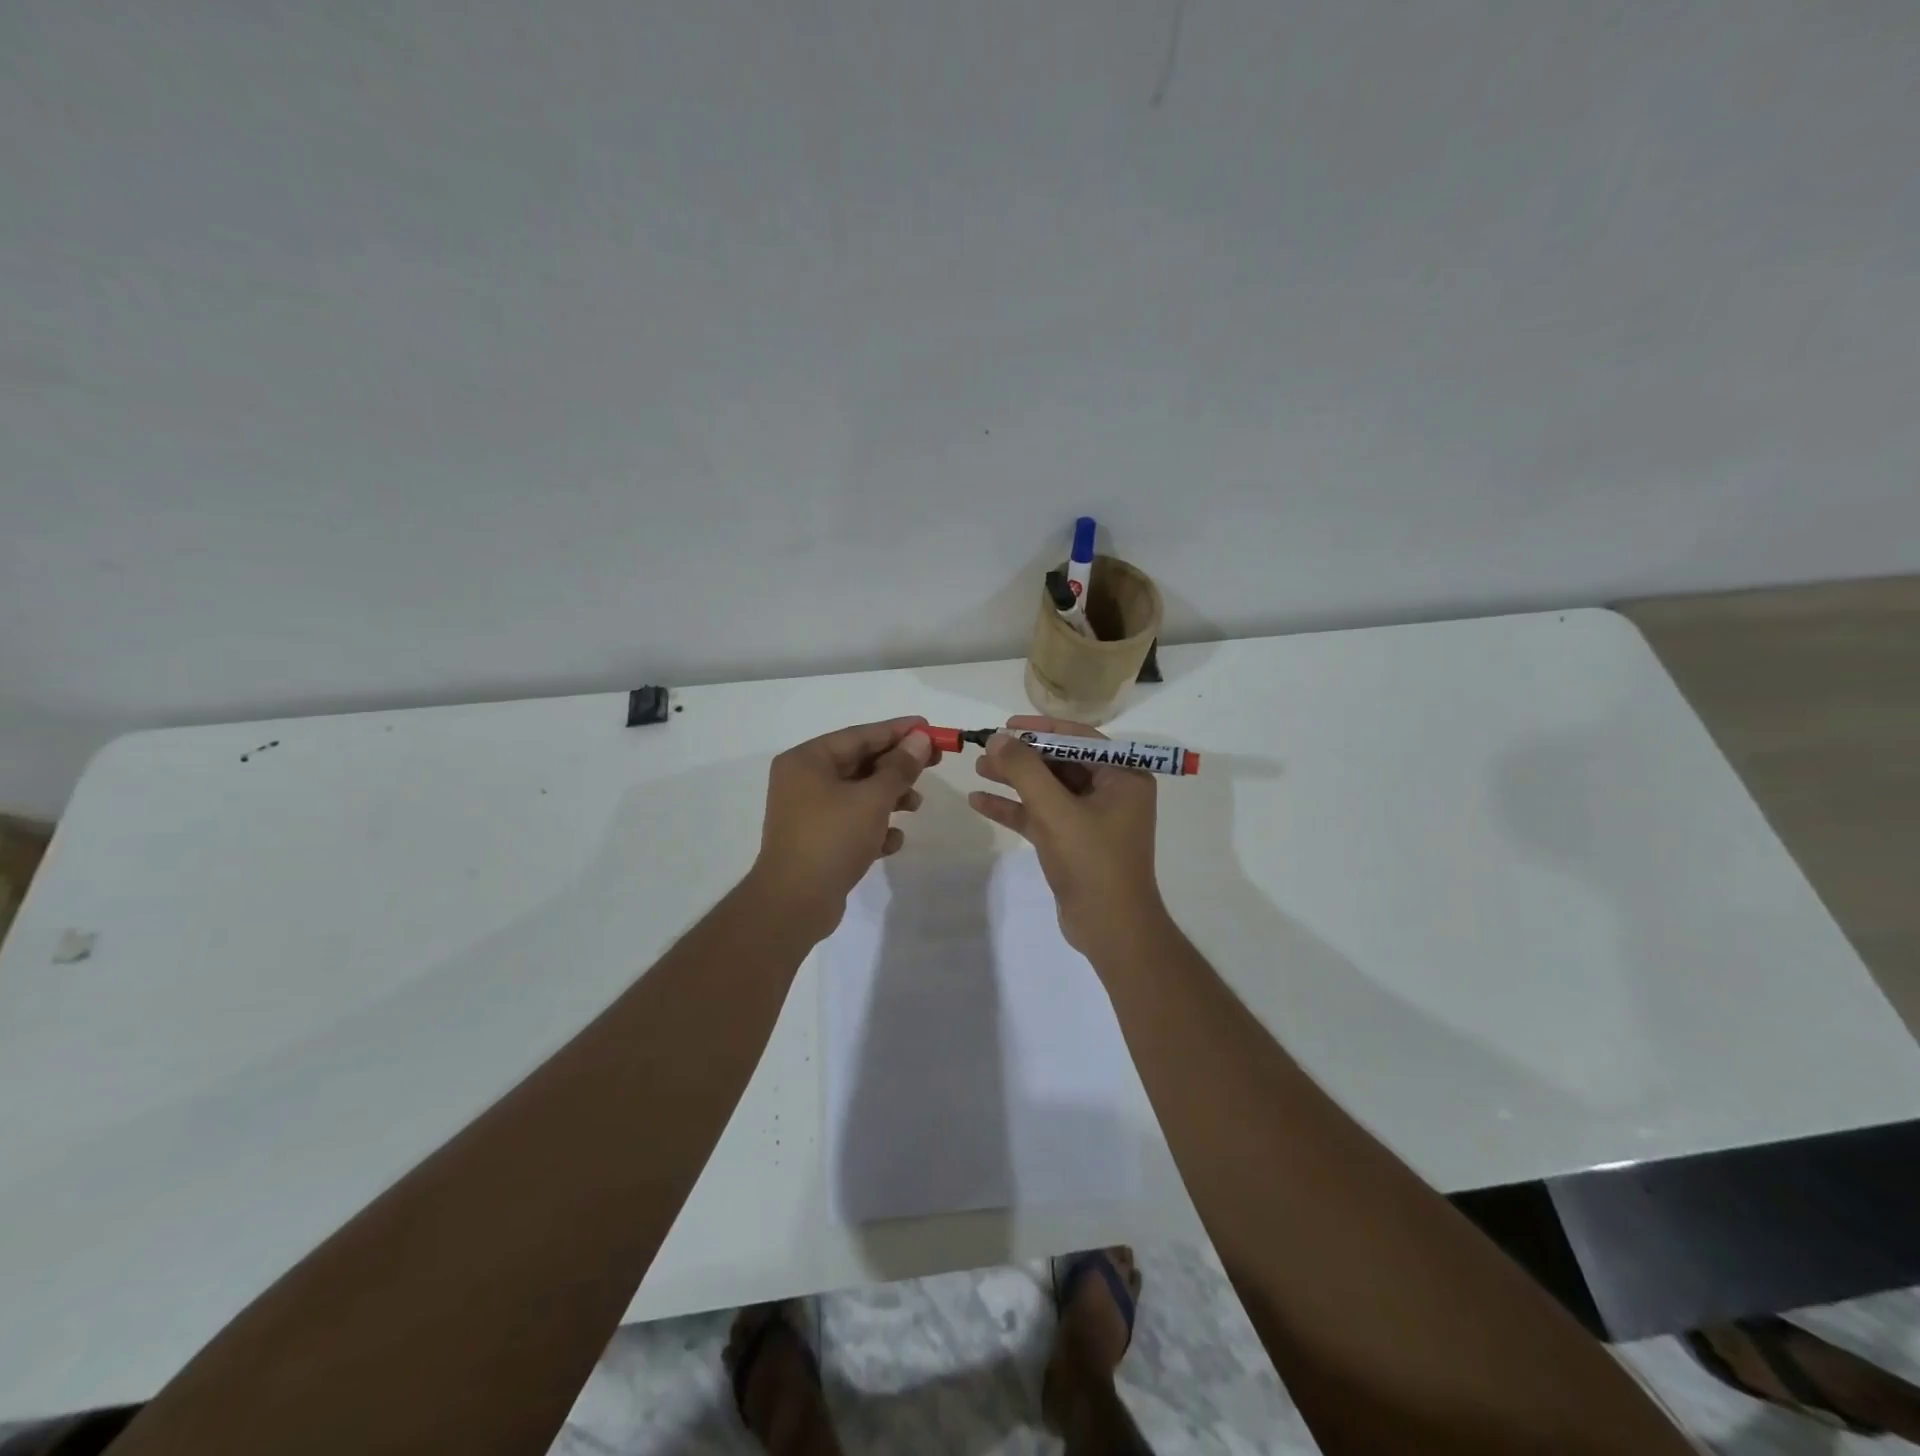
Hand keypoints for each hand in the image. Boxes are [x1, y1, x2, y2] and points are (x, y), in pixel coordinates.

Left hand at [748, 717, 937, 939]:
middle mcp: (803, 781)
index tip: (929, 727)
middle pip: (860, 763)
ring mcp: (808, 812)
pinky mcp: (817, 840)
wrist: (794, 903)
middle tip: (935, 761)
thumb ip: (899, 767)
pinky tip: (892, 841)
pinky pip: (852, 823)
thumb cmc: (832, 839)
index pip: (859, 735)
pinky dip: (874, 826)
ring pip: (858, 794)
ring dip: (890, 797)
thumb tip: (920, 739)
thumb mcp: (872, 799)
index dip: (897, 730)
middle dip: (897, 766)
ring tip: (916, 805)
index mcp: (807, 761)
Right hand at [967, 715, 1165, 957]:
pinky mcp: (1073, 841)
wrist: (1110, 929)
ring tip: (977, 769)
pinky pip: (1041, 815)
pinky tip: (980, 802)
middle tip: (984, 749)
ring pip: (1047, 788)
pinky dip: (1014, 808)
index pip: (1078, 738)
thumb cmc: (1092, 862)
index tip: (1006, 724)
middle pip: (1059, 762)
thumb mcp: (1056, 811)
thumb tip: (998, 738)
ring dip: (1013, 780)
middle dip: (1022, 756)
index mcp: (1123, 776)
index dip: (1040, 728)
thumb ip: (1025, 771)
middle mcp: (1111, 791)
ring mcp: (1091, 817)